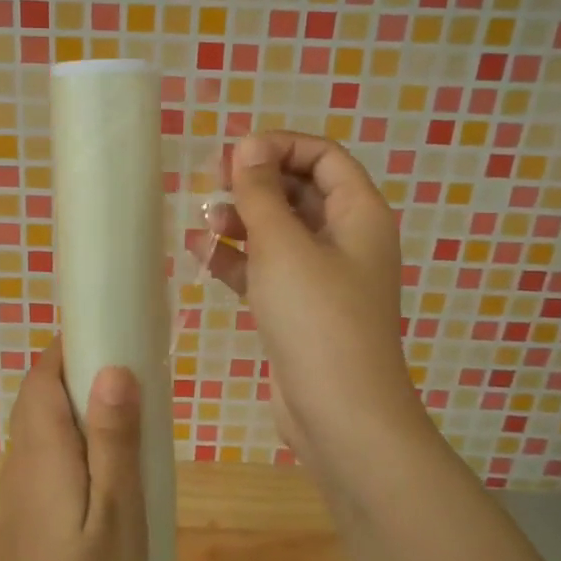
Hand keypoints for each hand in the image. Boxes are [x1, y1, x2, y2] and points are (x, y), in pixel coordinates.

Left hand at [0, 340, 146, 560]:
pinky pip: (50, 453)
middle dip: (81, 372)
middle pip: (41, 395)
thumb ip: (113, 440)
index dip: (71, 346)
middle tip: (138, 376)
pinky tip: (114, 465)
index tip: (116, 335)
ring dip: (81, 406)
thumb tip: (112, 367)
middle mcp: (22, 461)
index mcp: (41, 451)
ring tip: (134, 416)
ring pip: (45, 425)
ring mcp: (22, 489)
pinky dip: (77, 439)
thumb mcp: (118, 514)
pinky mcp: (30, 513)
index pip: (41, 375)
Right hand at [188, 132, 426, 464]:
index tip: (235, 155)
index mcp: (359, 214)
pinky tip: (202, 254)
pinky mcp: (300, 310)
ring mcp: (323, 278)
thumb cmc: (317, 318)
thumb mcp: (283, 246)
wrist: (340, 415)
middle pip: (300, 191)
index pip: (324, 157)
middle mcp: (346, 240)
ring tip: (205, 223)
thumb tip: (249, 145)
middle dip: (255, 183)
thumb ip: (261, 192)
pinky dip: (238, 259)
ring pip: (280, 232)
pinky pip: (267, 269)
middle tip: (210, 184)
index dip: (280, 147)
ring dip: (243, 221)